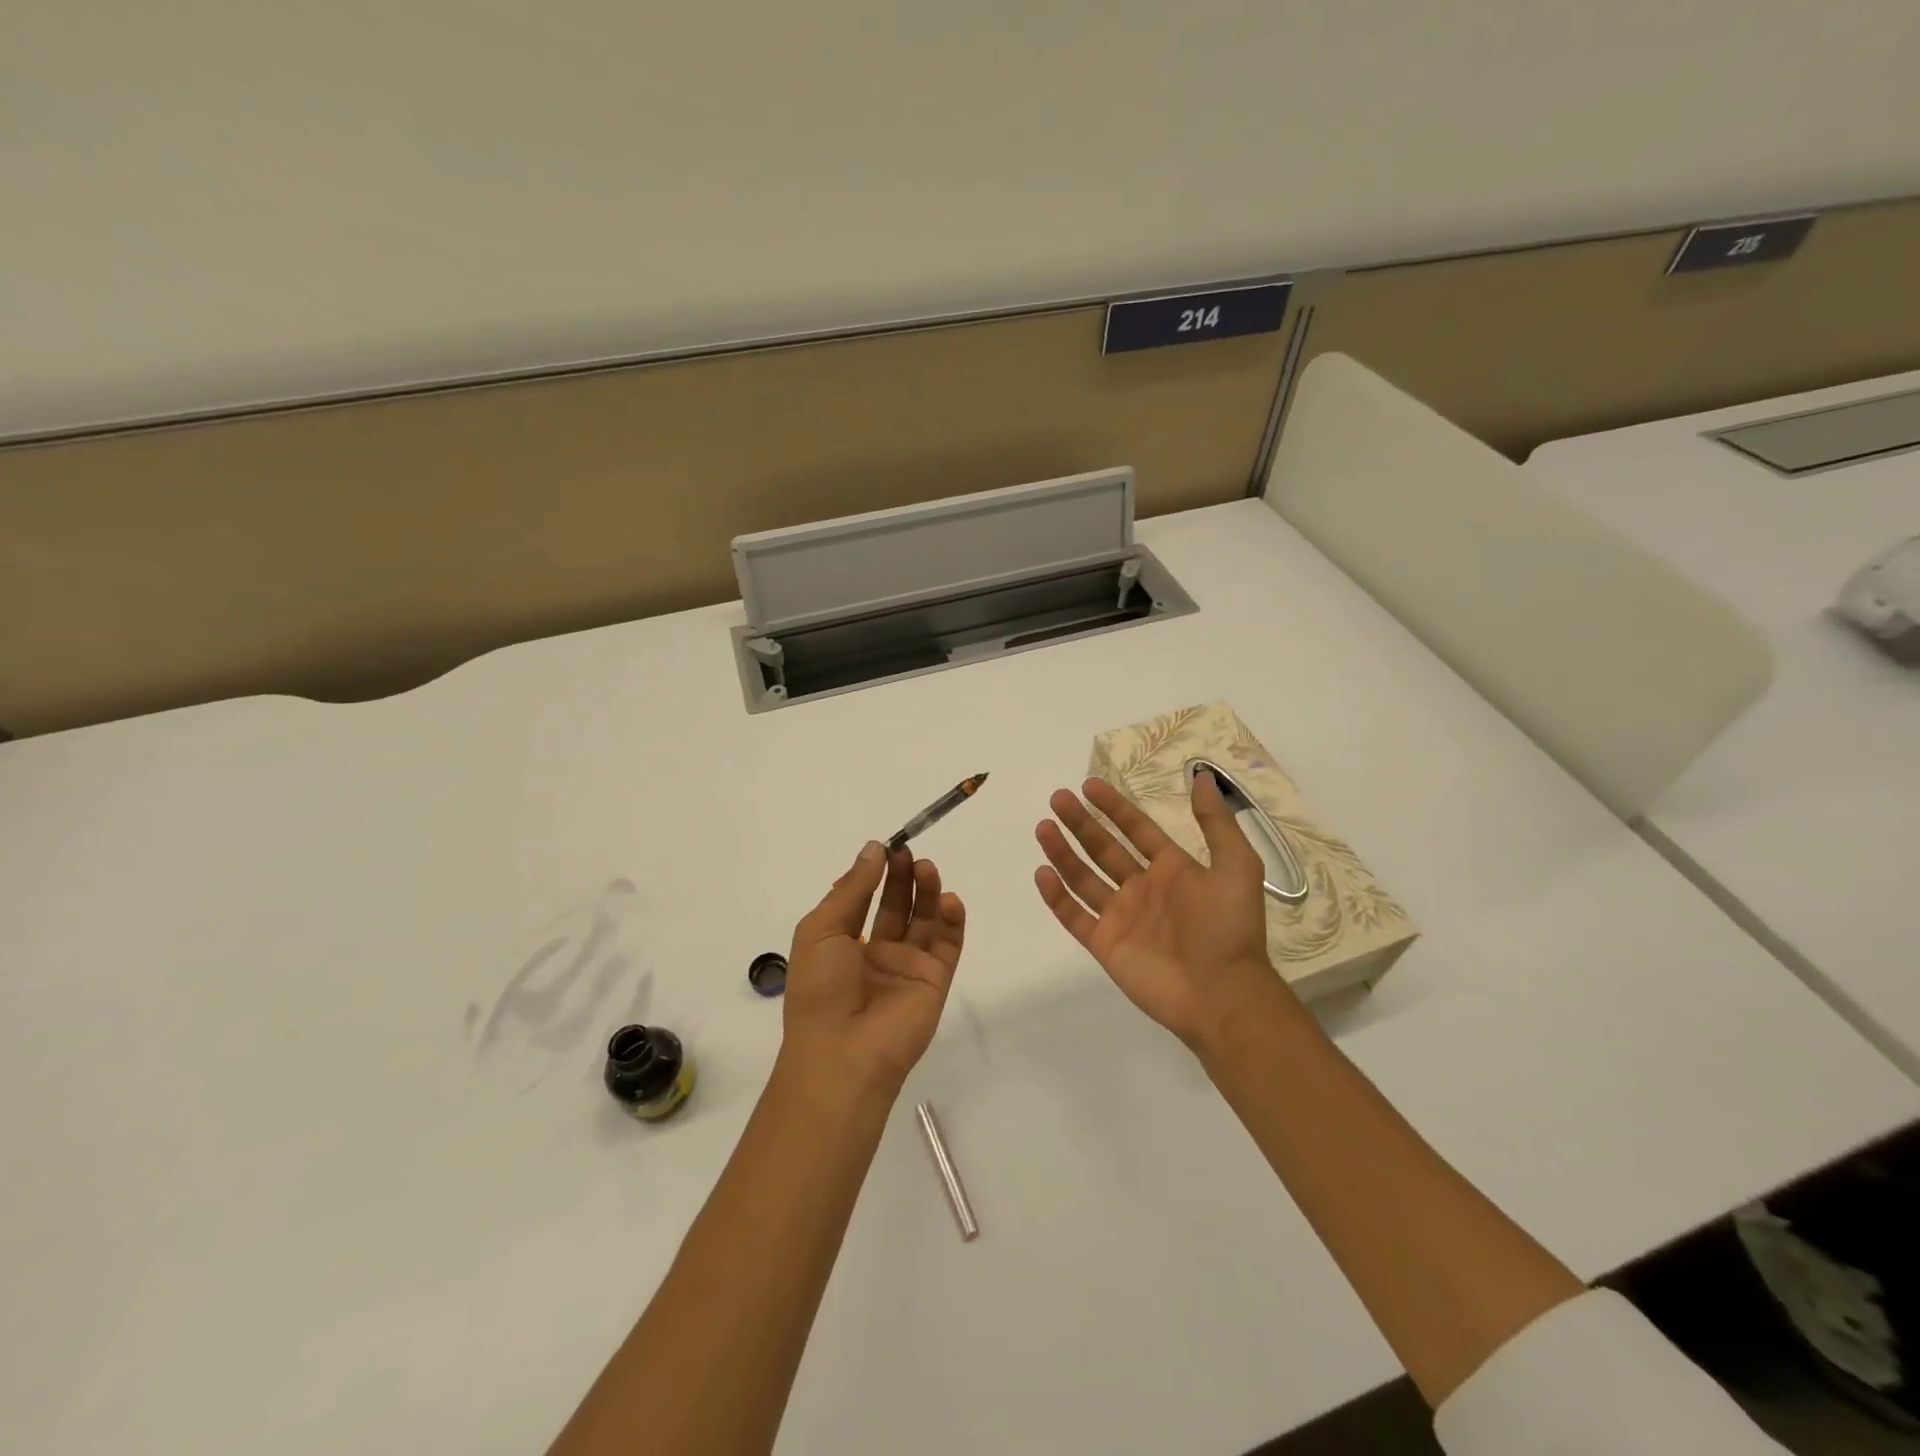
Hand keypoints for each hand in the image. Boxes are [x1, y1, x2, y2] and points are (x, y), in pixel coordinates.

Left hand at [781, 841, 966, 1098]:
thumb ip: (852, 889)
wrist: (843, 1054)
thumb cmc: (821, 989)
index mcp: (843, 943)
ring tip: (927, 867)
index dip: (873, 873)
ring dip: (928, 891)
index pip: (862, 899)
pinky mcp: (935, 980)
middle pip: (897, 905)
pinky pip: (948, 944)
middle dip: (902, 876)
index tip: (886, 846)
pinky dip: (952, 920)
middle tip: (908, 852)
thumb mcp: (821, 930)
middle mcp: (876, 952)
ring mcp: (908, 967)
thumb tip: (874, 848)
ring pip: (924, 919)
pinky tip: (950, 899)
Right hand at [1034, 773, 1281, 1048]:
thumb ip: (1215, 823)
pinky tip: (1043, 873)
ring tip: (1043, 827)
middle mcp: (1142, 889)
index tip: (1088, 785)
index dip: (1114, 807)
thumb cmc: (1229, 928)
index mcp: (1172, 869)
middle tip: (1057, 798)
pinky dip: (1057, 896)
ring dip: (1063, 852)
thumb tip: (1204, 777)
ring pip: (1083, 878)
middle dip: (1080, 823)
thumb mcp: (1236, 866)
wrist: (1222, 994)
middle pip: (1104, 848)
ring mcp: (1121, 917)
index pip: (1136, 829)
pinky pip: (1074, 916)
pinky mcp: (1105, 944)